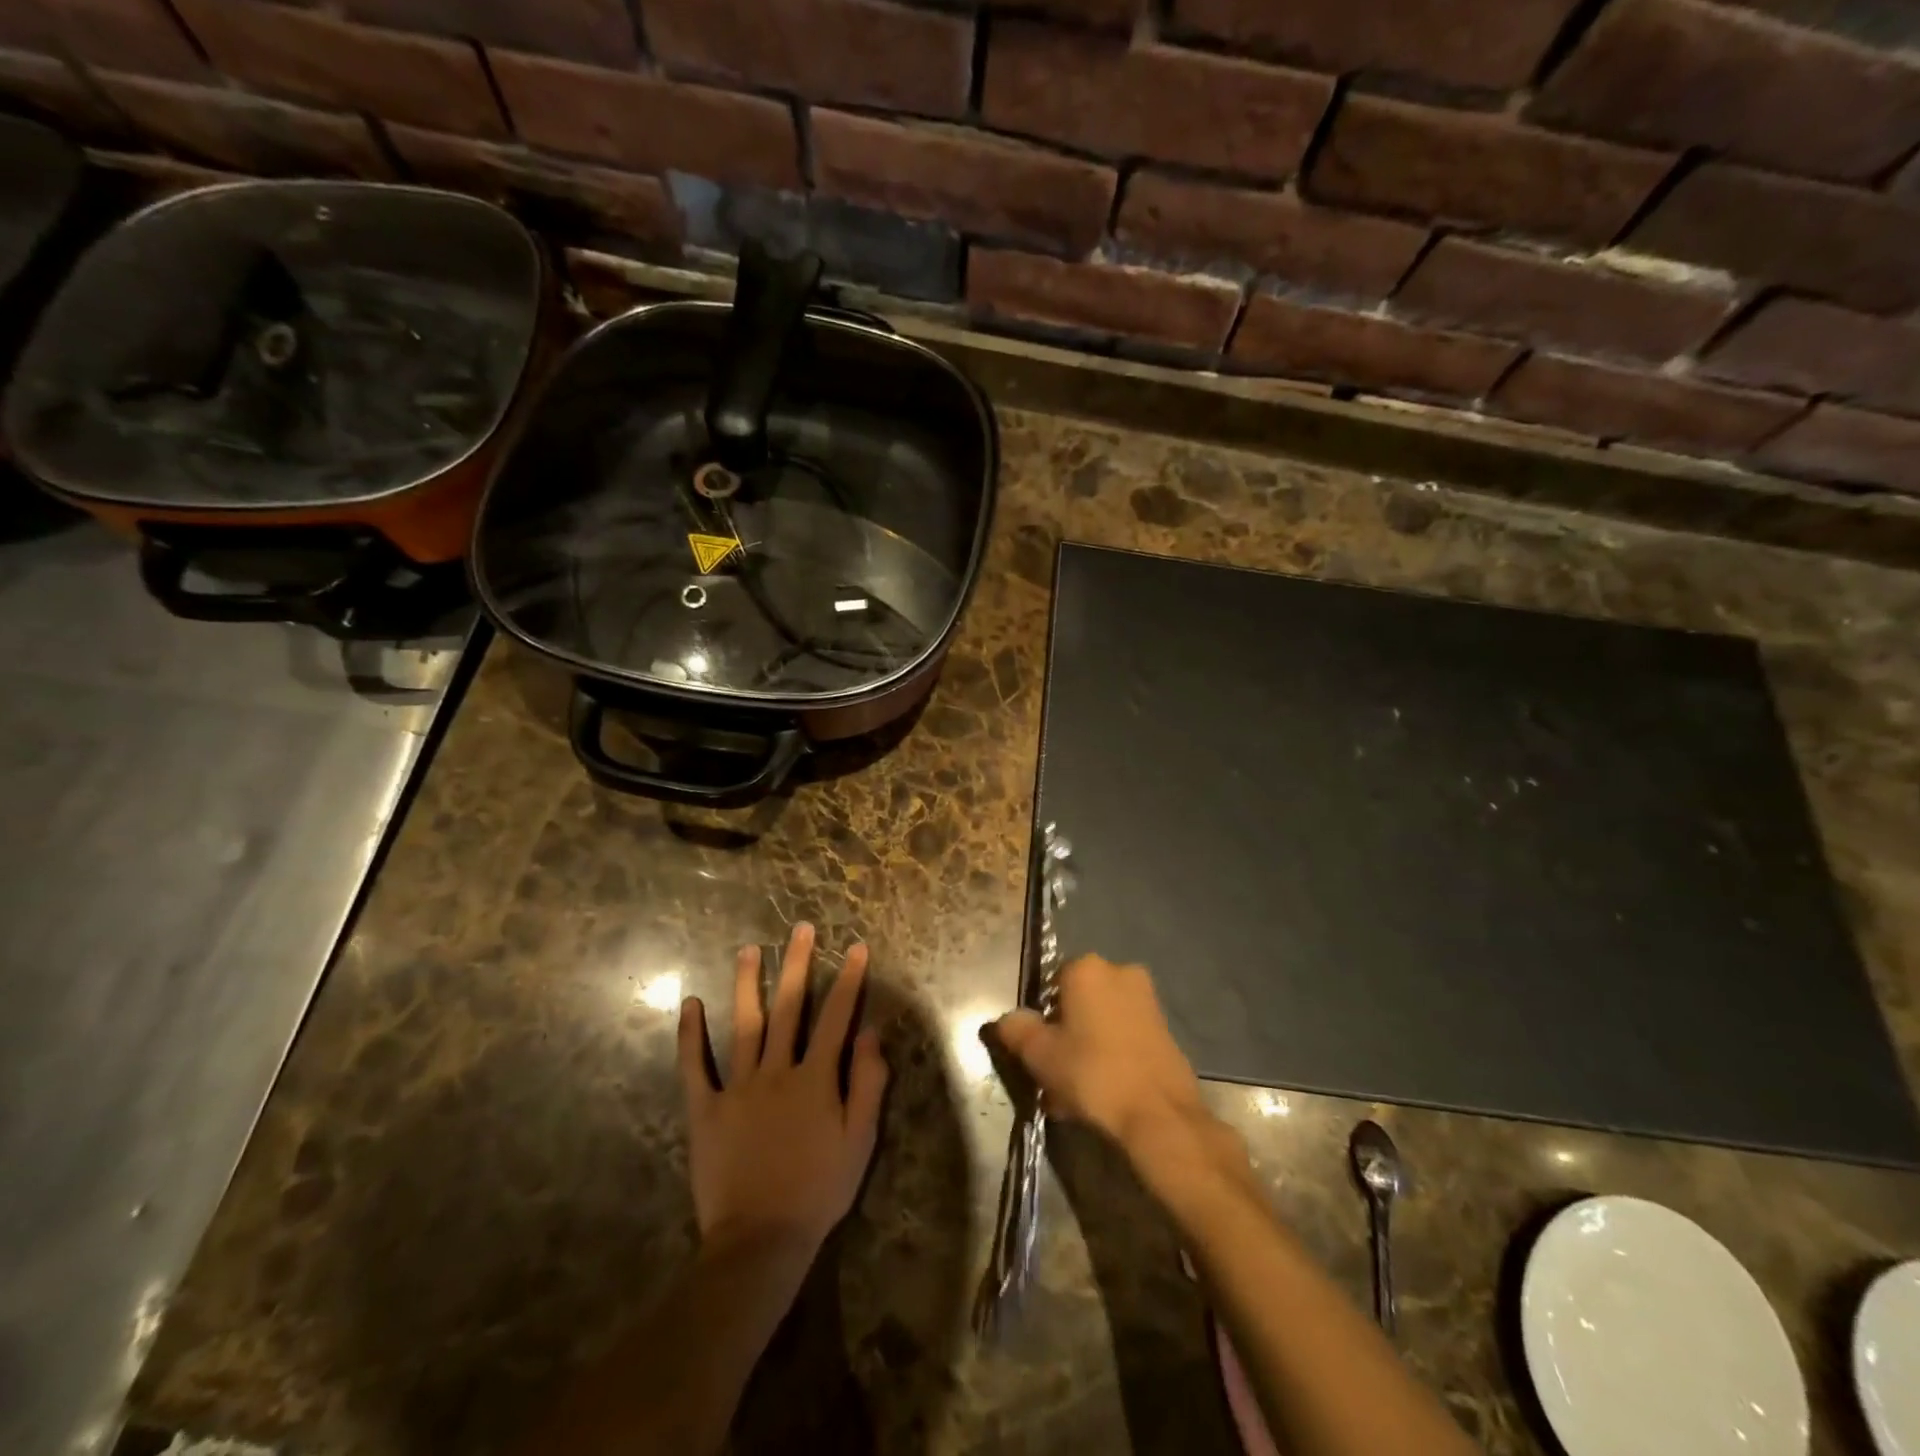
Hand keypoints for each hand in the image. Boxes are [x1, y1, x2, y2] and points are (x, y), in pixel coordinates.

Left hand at [678, 923, 888, 1258]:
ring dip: (748, 984)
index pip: (837, 1017)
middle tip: (800, 929)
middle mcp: (777, 1070)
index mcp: (816, 1078)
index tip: (857, 947)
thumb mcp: (860, 1140)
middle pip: (790, 1007)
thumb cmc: (819, 1190)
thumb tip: (871, 1033)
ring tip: (749, 949)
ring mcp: (738, 1087)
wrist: (760, 1240)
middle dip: (798, 964)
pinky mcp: (705, 1109)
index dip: (849, 980)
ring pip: (744, 1024)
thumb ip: (868, 1083)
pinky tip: (690, 1003)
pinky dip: (690, 1034)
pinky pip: (695, 1066)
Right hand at [994, 954, 1222, 1165]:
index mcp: (1087, 968)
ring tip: (1075, 1095)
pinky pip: (1125, 1038)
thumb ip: (1016, 1029)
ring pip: (1102, 1023)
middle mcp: (1120, 972)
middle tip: (1054, 1076)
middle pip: (1078, 1003)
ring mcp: (1148, 1001)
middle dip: (1065, 1035)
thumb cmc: (1093, 1073)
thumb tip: (1008, 1019)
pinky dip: (1112, 1057)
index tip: (1038, 1051)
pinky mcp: (1166, 1030)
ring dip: (1087, 1049)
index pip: (1050, 984)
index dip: (1041, 1018)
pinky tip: (1103, 1095)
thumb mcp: (1040, 1054)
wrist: (1160, 1115)